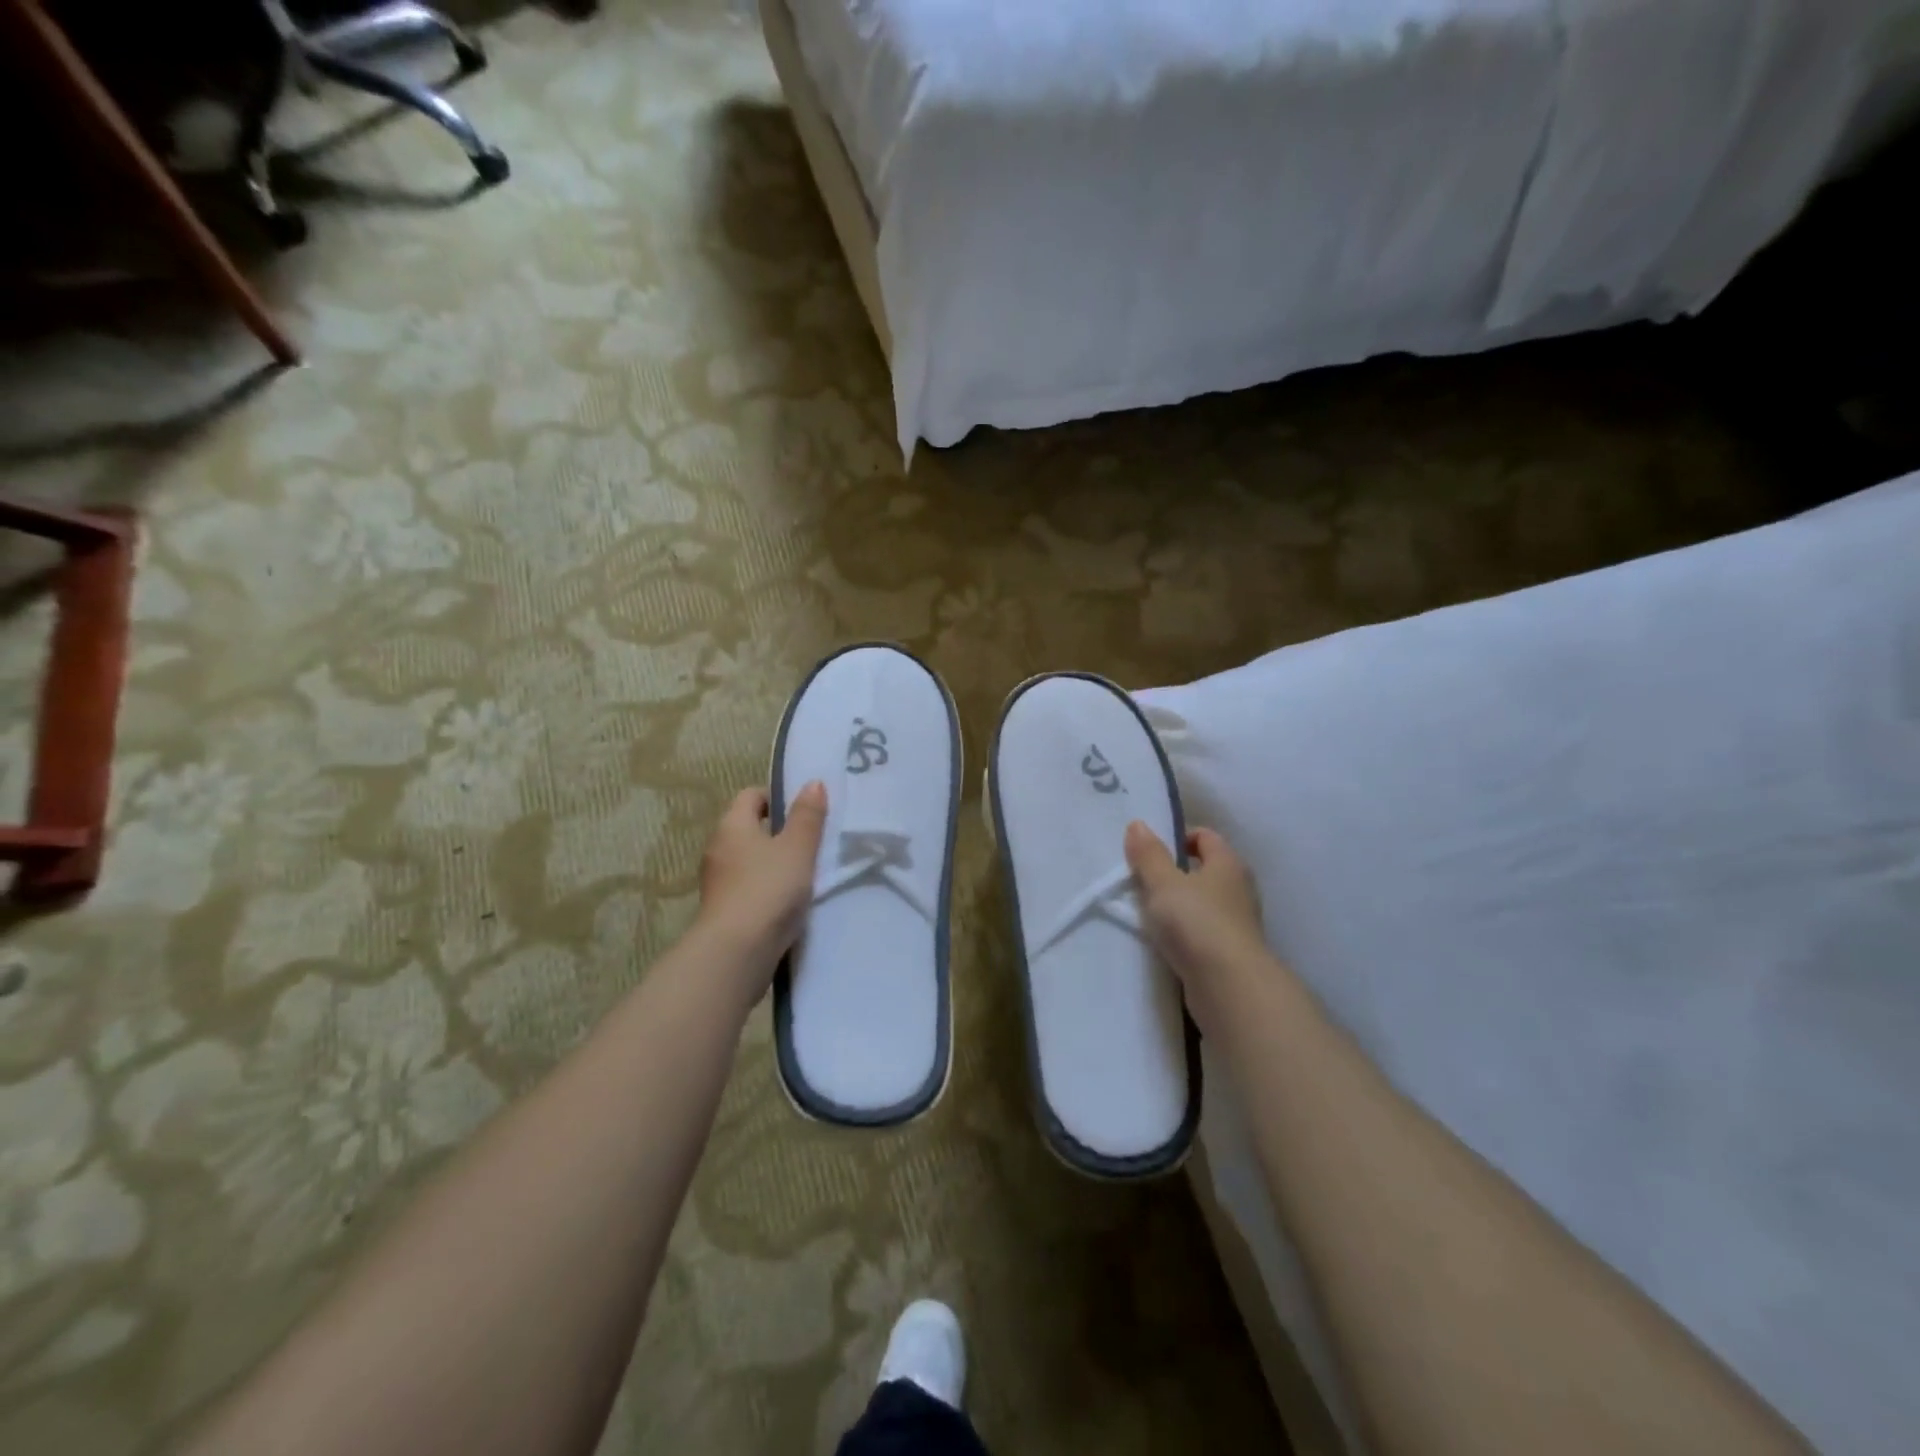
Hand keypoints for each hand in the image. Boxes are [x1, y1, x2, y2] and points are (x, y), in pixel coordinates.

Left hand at [695, 782, 827, 973]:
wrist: (737, 952)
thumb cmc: (768, 889)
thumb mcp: (797, 848)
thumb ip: (807, 816)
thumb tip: (812, 783)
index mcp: (732, 825)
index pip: (751, 795)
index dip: (777, 797)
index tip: (805, 811)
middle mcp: (718, 848)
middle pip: (749, 828)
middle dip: (779, 832)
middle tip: (812, 841)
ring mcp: (717, 881)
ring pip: (749, 860)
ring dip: (774, 863)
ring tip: (806, 873)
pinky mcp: (723, 910)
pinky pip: (748, 887)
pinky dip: (767, 888)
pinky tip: (790, 902)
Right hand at [1124, 821, 1272, 1029]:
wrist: (1229, 987)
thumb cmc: (1197, 923)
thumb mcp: (1163, 883)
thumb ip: (1149, 855)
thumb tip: (1138, 824)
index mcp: (1228, 863)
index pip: (1205, 836)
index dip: (1177, 838)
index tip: (1148, 853)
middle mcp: (1239, 889)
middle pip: (1204, 870)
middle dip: (1174, 874)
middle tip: (1143, 883)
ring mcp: (1239, 923)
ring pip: (1203, 903)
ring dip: (1179, 906)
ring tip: (1149, 914)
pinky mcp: (1232, 953)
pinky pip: (1203, 932)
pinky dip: (1186, 933)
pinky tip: (1165, 942)